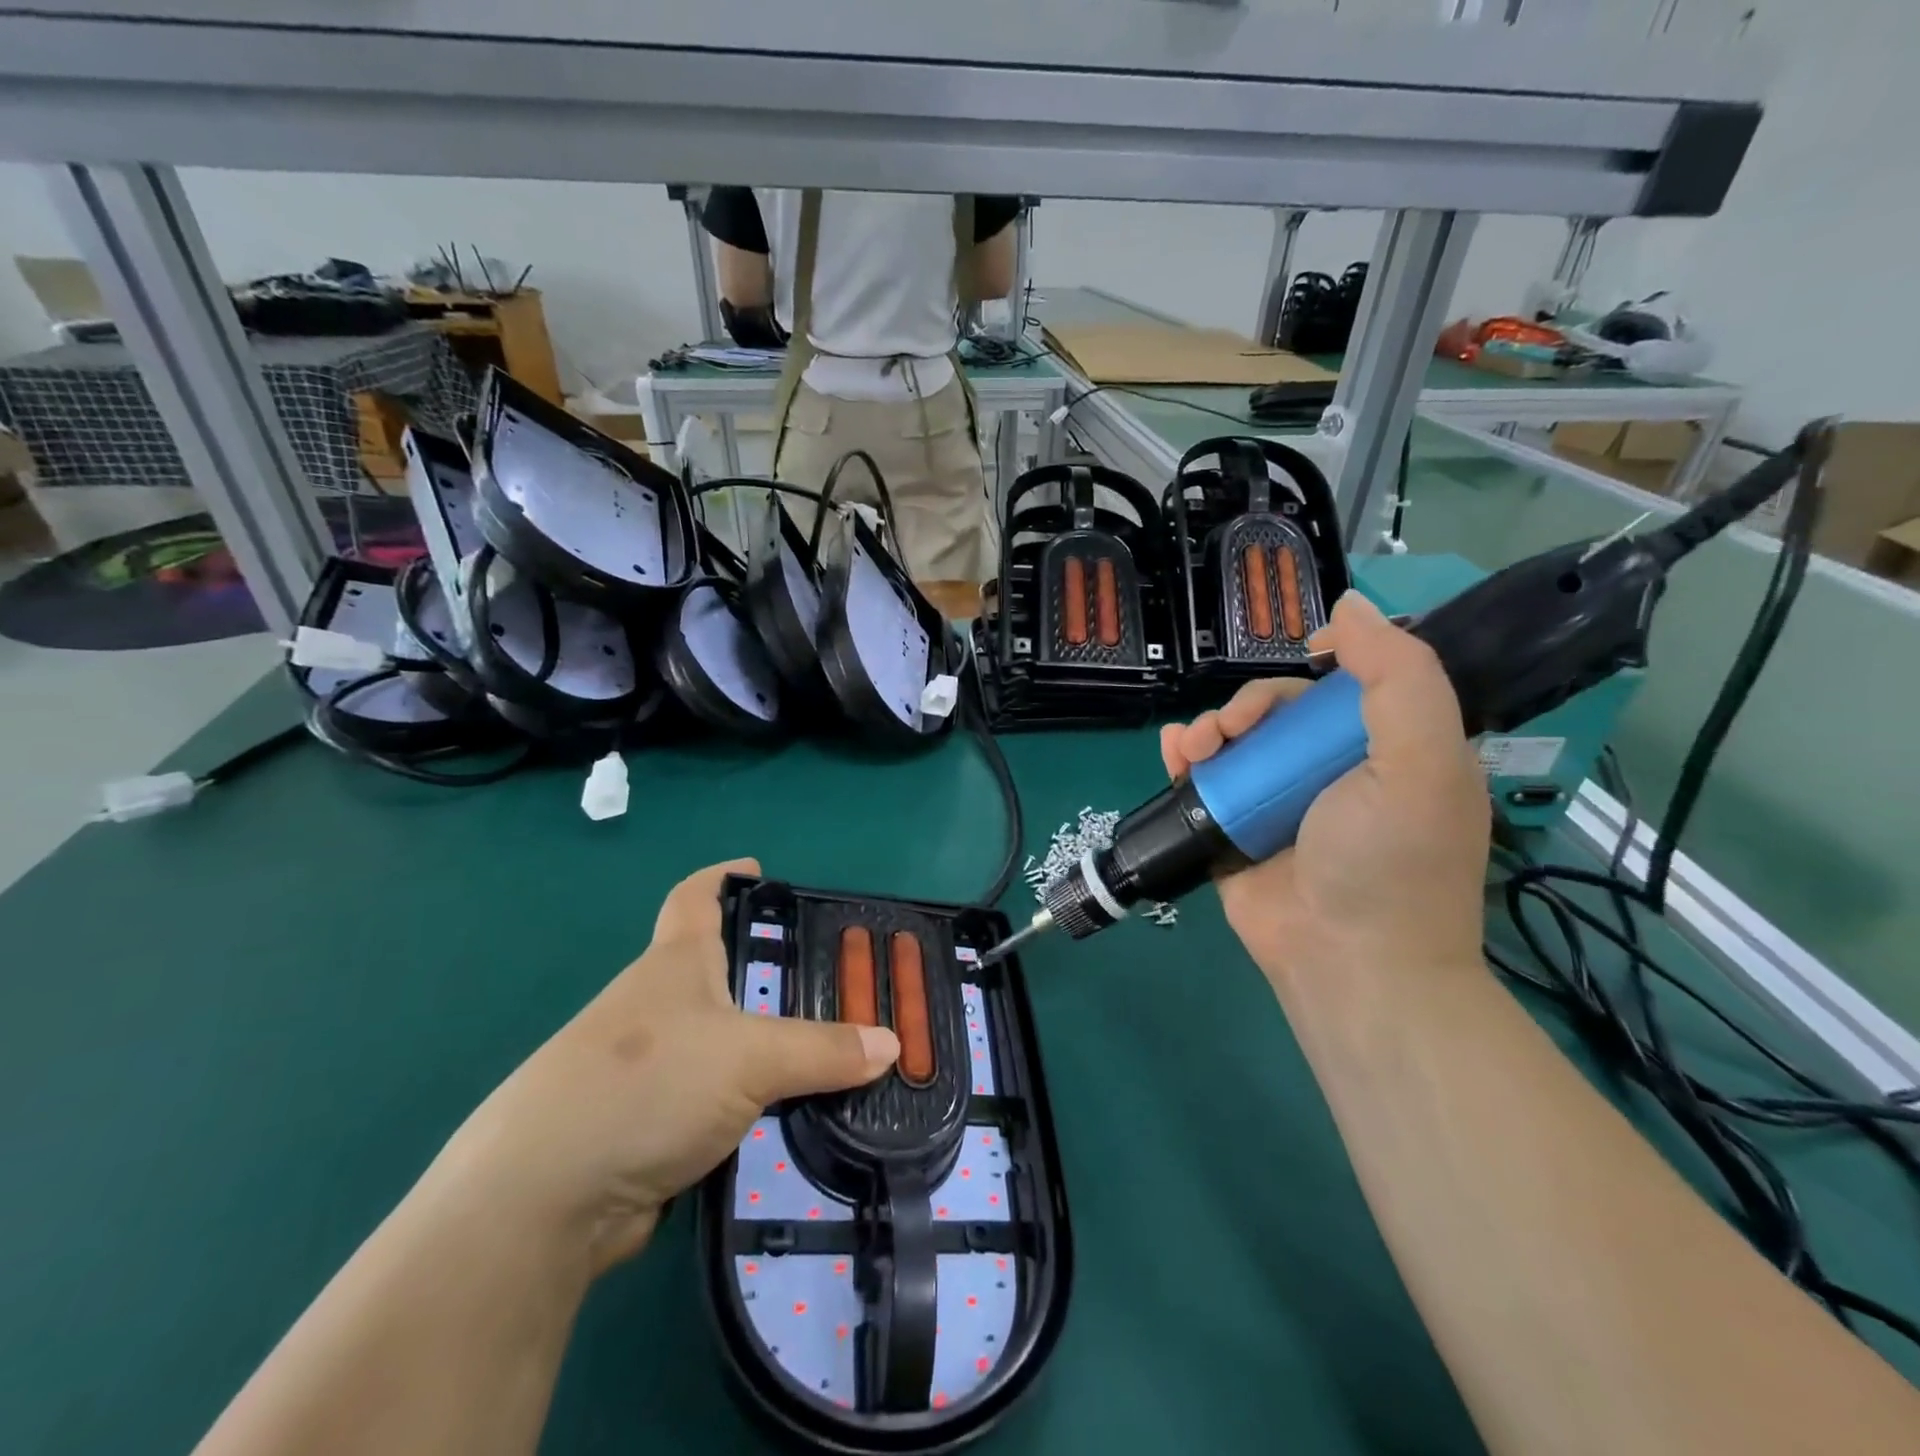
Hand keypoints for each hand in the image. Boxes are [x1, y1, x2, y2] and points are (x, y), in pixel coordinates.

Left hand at [435, 858, 899, 1275]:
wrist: (541, 1200)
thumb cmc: (647, 1084)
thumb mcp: (750, 1057)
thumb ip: (824, 1050)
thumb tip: (892, 1043)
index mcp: (676, 963)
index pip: (696, 896)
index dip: (725, 876)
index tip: (760, 870)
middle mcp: (659, 1006)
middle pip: (722, 975)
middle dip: (773, 979)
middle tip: (837, 989)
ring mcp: (650, 1068)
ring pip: (725, 1046)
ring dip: (770, 1054)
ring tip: (833, 1063)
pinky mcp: (648, 1125)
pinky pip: (717, 1104)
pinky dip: (753, 1109)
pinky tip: (794, 1126)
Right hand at [1159, 593, 1489, 990]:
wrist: (1347, 963)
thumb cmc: (1390, 860)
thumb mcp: (1421, 760)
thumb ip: (1398, 677)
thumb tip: (1348, 608)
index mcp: (1387, 751)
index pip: (1350, 687)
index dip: (1322, 665)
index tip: (1303, 660)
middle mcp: (1330, 772)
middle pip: (1279, 711)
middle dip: (1248, 705)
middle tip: (1232, 728)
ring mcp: (1277, 802)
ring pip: (1234, 740)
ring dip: (1208, 728)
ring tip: (1194, 748)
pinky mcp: (1233, 829)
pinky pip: (1202, 780)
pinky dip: (1182, 758)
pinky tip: (1172, 752)